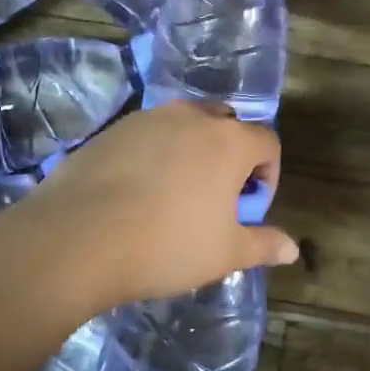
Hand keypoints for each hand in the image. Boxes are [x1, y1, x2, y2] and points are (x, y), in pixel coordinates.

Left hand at [20, 101, 299, 309]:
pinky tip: (136, 192)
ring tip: (174, 195)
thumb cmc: (166, 245)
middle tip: (215, 198)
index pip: (268, 142)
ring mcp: (149, 118)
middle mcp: (192, 117)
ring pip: (185, 125)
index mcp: (229, 141)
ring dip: (192, 151)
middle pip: (227, 124)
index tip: (248, 210)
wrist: (77, 238)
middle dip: (231, 155)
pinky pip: (148, 134)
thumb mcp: (224, 253)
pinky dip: (155, 154)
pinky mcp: (113, 129)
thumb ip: (263, 245)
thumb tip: (292, 249)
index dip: (268, 176)